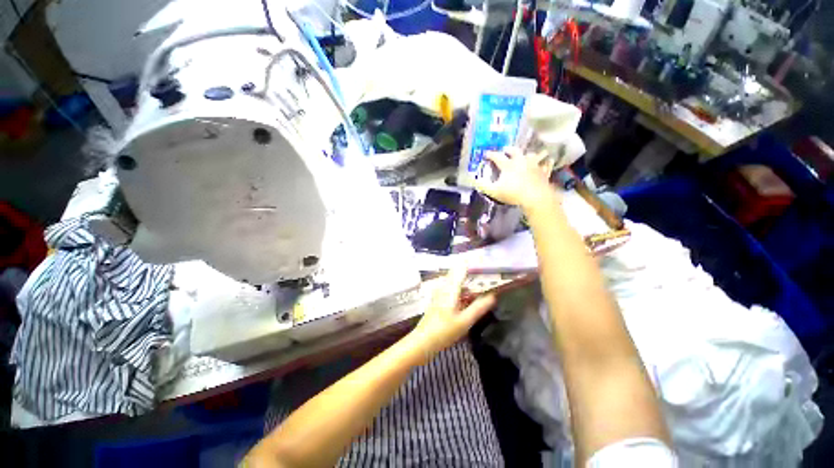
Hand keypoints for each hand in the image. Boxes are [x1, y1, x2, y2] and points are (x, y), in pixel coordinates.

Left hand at [407, 266, 495, 363]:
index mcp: (450, 288)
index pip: (461, 268)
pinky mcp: (438, 299)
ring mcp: (439, 292)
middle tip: (486, 273)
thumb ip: (479, 307)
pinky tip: (468, 297)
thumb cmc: (444, 331)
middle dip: (471, 271)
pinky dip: (461, 288)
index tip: (484, 261)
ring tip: (481, 284)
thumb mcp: (465, 321)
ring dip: (467, 280)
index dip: (473, 263)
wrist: (423, 341)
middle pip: (458, 272)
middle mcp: (444, 286)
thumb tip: (493, 296)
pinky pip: (451, 288)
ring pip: (454, 280)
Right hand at [475, 147, 559, 210]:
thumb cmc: (513, 194)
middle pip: (515, 151)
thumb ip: (483, 185)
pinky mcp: (544, 172)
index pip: (497, 156)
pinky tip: (548, 161)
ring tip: (527, 155)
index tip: (486, 154)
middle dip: (509, 149)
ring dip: (528, 154)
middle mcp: (521, 161)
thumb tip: (475, 180)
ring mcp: (534, 165)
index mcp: (508, 165)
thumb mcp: (494, 191)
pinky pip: (546, 164)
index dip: (491, 155)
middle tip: (506, 149)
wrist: (535, 198)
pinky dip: (546, 162)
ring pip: (532, 155)